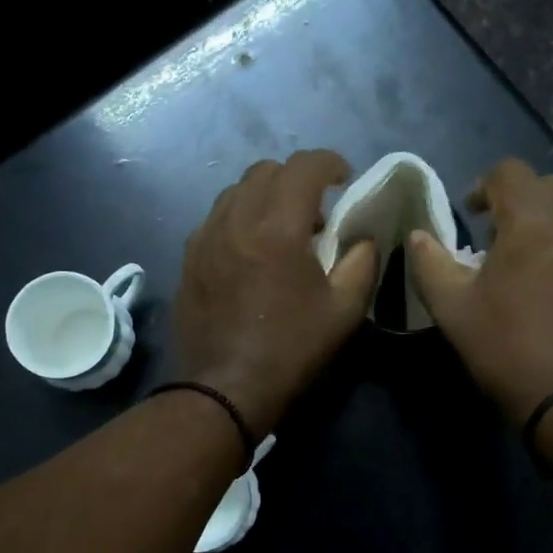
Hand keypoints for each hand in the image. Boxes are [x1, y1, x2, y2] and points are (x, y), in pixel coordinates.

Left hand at [175, 151, 379, 435]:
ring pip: (236, 191)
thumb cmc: (290, 350)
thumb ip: (362, 263)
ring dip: (265, 196)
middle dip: (297, 178)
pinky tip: (251, 251)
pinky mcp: (189, 258)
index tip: (345, 179)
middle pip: (265, 170)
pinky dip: (240, 218)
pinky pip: (217, 218)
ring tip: (283, 229)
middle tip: (317, 209)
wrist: (224, 389)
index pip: (304, 166)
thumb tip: (363, 239)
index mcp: (277, 227)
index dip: (330, 163)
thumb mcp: (344, 311)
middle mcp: (236, 220)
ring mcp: (205, 237)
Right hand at [407, 158, 552, 423]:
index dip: (485, 186)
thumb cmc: (507, 348)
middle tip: (505, 240)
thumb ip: (429, 263)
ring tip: (542, 262)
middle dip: (524, 203)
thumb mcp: (452, 308)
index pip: (509, 172)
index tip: (474, 214)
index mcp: (534, 219)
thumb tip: (418, 236)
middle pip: (551, 187)